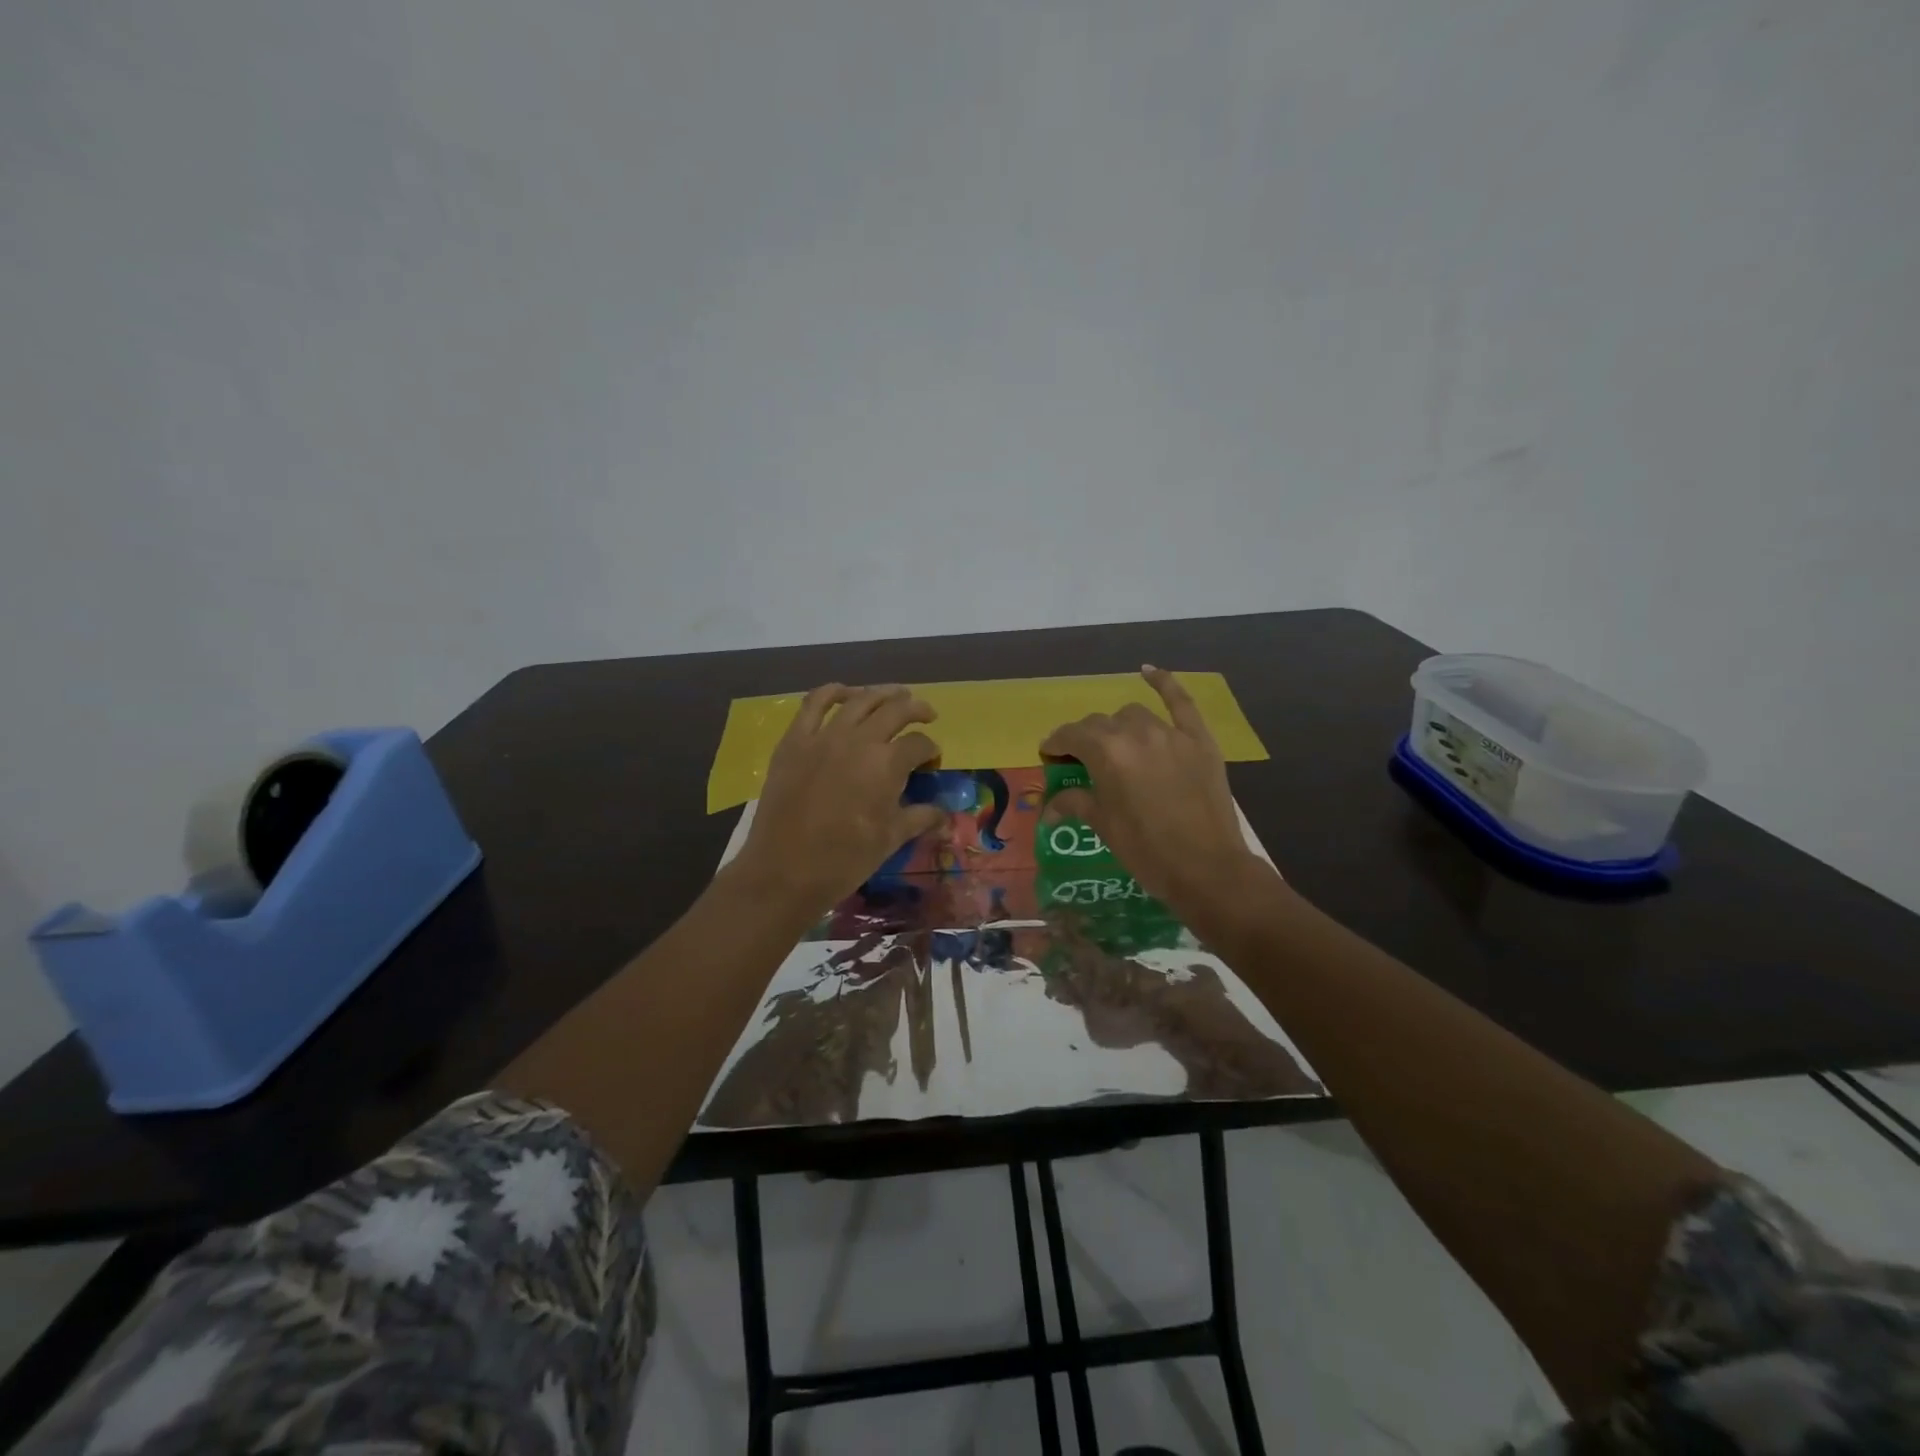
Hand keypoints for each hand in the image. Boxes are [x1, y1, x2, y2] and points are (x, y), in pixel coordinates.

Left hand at [728, 684, 944, 917]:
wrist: (784, 870)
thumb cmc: (844, 859)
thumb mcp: (890, 840)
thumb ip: (920, 818)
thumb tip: (944, 815)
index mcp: (887, 764)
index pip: (919, 744)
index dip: (931, 750)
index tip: (932, 760)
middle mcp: (859, 739)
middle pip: (895, 710)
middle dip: (917, 710)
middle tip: (927, 714)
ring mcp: (824, 736)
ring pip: (859, 699)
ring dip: (882, 693)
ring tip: (895, 694)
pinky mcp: (794, 740)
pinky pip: (814, 703)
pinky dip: (832, 692)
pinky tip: (845, 693)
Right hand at [1040, 666, 1271, 917]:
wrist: (1207, 869)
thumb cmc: (1146, 851)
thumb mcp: (1104, 826)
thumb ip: (1076, 803)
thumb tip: (1049, 806)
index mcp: (1106, 753)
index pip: (1071, 736)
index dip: (1056, 744)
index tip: (1049, 756)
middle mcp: (1135, 733)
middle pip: (1100, 724)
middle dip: (1085, 739)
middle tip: (1080, 761)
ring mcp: (1171, 733)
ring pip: (1133, 715)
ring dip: (1118, 726)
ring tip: (1116, 746)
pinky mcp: (1199, 740)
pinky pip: (1181, 702)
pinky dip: (1164, 683)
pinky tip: (1148, 671)